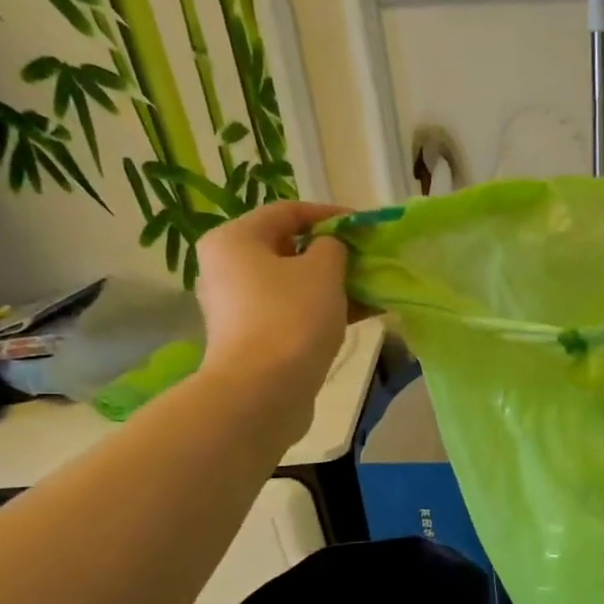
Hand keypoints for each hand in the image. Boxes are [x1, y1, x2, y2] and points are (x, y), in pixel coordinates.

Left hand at [194, 201, 353, 394]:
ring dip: (336, 283)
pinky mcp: (256, 336)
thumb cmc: (291, 318)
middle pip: (290, 248)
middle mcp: (229, 267)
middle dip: (335, 252)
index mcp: (235, 240)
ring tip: (374, 287)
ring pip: (296, 282)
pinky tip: (363, 313)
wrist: (263, 391)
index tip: (365, 225)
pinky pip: (296, 310)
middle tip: (370, 258)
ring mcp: (241, 305)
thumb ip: (333, 246)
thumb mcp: (323, 270)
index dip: (330, 214)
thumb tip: (331, 248)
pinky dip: (326, 308)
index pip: (288, 212)